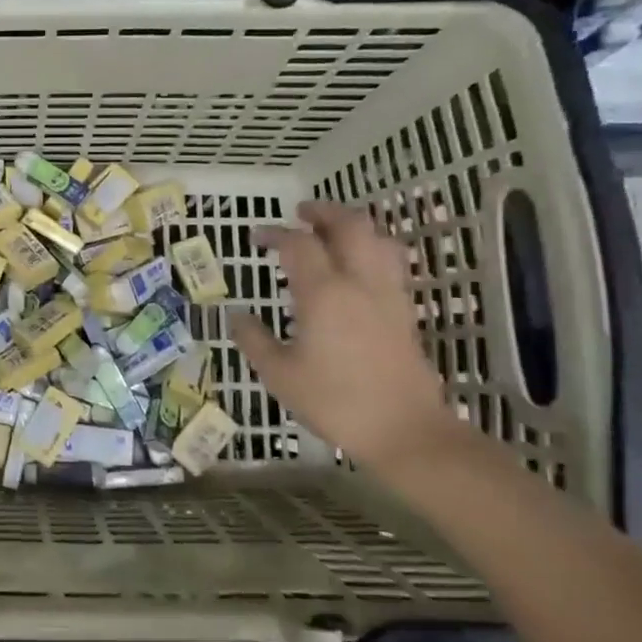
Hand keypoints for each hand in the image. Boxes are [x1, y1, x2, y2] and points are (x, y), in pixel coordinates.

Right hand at [231, 202, 448, 467]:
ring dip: (354, 225)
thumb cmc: (334, 402)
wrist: (404, 430)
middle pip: (349, 225)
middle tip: (301, 212)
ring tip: (333, 231)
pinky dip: (373, 249)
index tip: (257, 236)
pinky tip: (359, 265)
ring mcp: (388, 294)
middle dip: (323, 211)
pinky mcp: (405, 310)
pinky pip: (392, 262)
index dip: (275, 233)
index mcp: (323, 293)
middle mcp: (359, 282)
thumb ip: (254, 340)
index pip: (298, 244)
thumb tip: (237, 316)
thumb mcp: (279, 375)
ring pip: (378, 238)